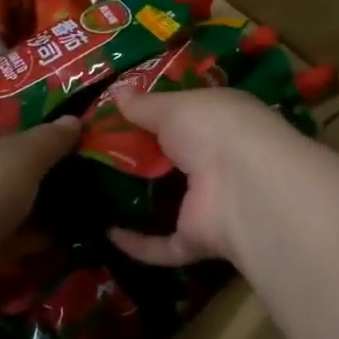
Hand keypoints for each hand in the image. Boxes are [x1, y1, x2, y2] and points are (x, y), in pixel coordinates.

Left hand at [0, 116, 80, 290]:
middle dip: (22, 180)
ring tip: (58, 220)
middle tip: (56, 189)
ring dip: (20, 213)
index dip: (20, 140)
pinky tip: (43, 246)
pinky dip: (12, 240)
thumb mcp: (24, 156)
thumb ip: (50, 139)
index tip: (48, 158)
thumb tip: (74, 120)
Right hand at [107, 87, 296, 267]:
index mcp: (221, 123)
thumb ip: (145, 105)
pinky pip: (164, 246)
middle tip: (96, 158)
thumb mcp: (173, 107)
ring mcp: (211, 204)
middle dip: (141, 162)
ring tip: (96, 194)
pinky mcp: (199, 240)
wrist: (243, 184)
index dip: (155, 118)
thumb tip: (118, 92)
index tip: (116, 119)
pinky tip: (107, 234)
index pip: (187, 119)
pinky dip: (138, 244)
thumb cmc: (212, 129)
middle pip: (175, 163)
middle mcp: (219, 162)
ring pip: (172, 206)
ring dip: (140, 205)